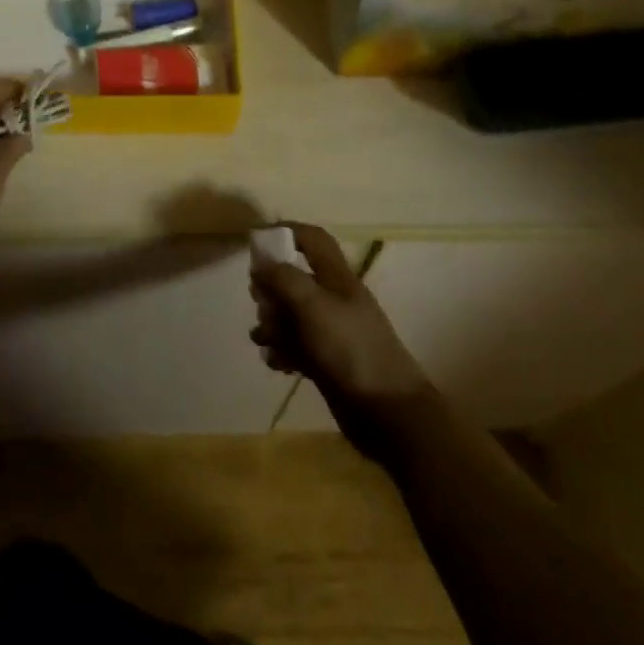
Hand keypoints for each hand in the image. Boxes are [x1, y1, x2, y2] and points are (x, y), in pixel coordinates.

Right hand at [251, 222, 433, 456]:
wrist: (387, 412)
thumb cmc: (351, 349)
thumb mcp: (314, 306)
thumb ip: (284, 279)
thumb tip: (260, 264)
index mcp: (336, 277)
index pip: (312, 239)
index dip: (286, 232)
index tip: (256, 242)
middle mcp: (333, 299)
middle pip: (294, 278)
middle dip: (271, 288)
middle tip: (260, 302)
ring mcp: (330, 332)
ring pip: (290, 315)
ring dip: (272, 324)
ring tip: (265, 339)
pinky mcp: (325, 361)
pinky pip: (295, 346)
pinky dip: (282, 351)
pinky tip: (277, 363)